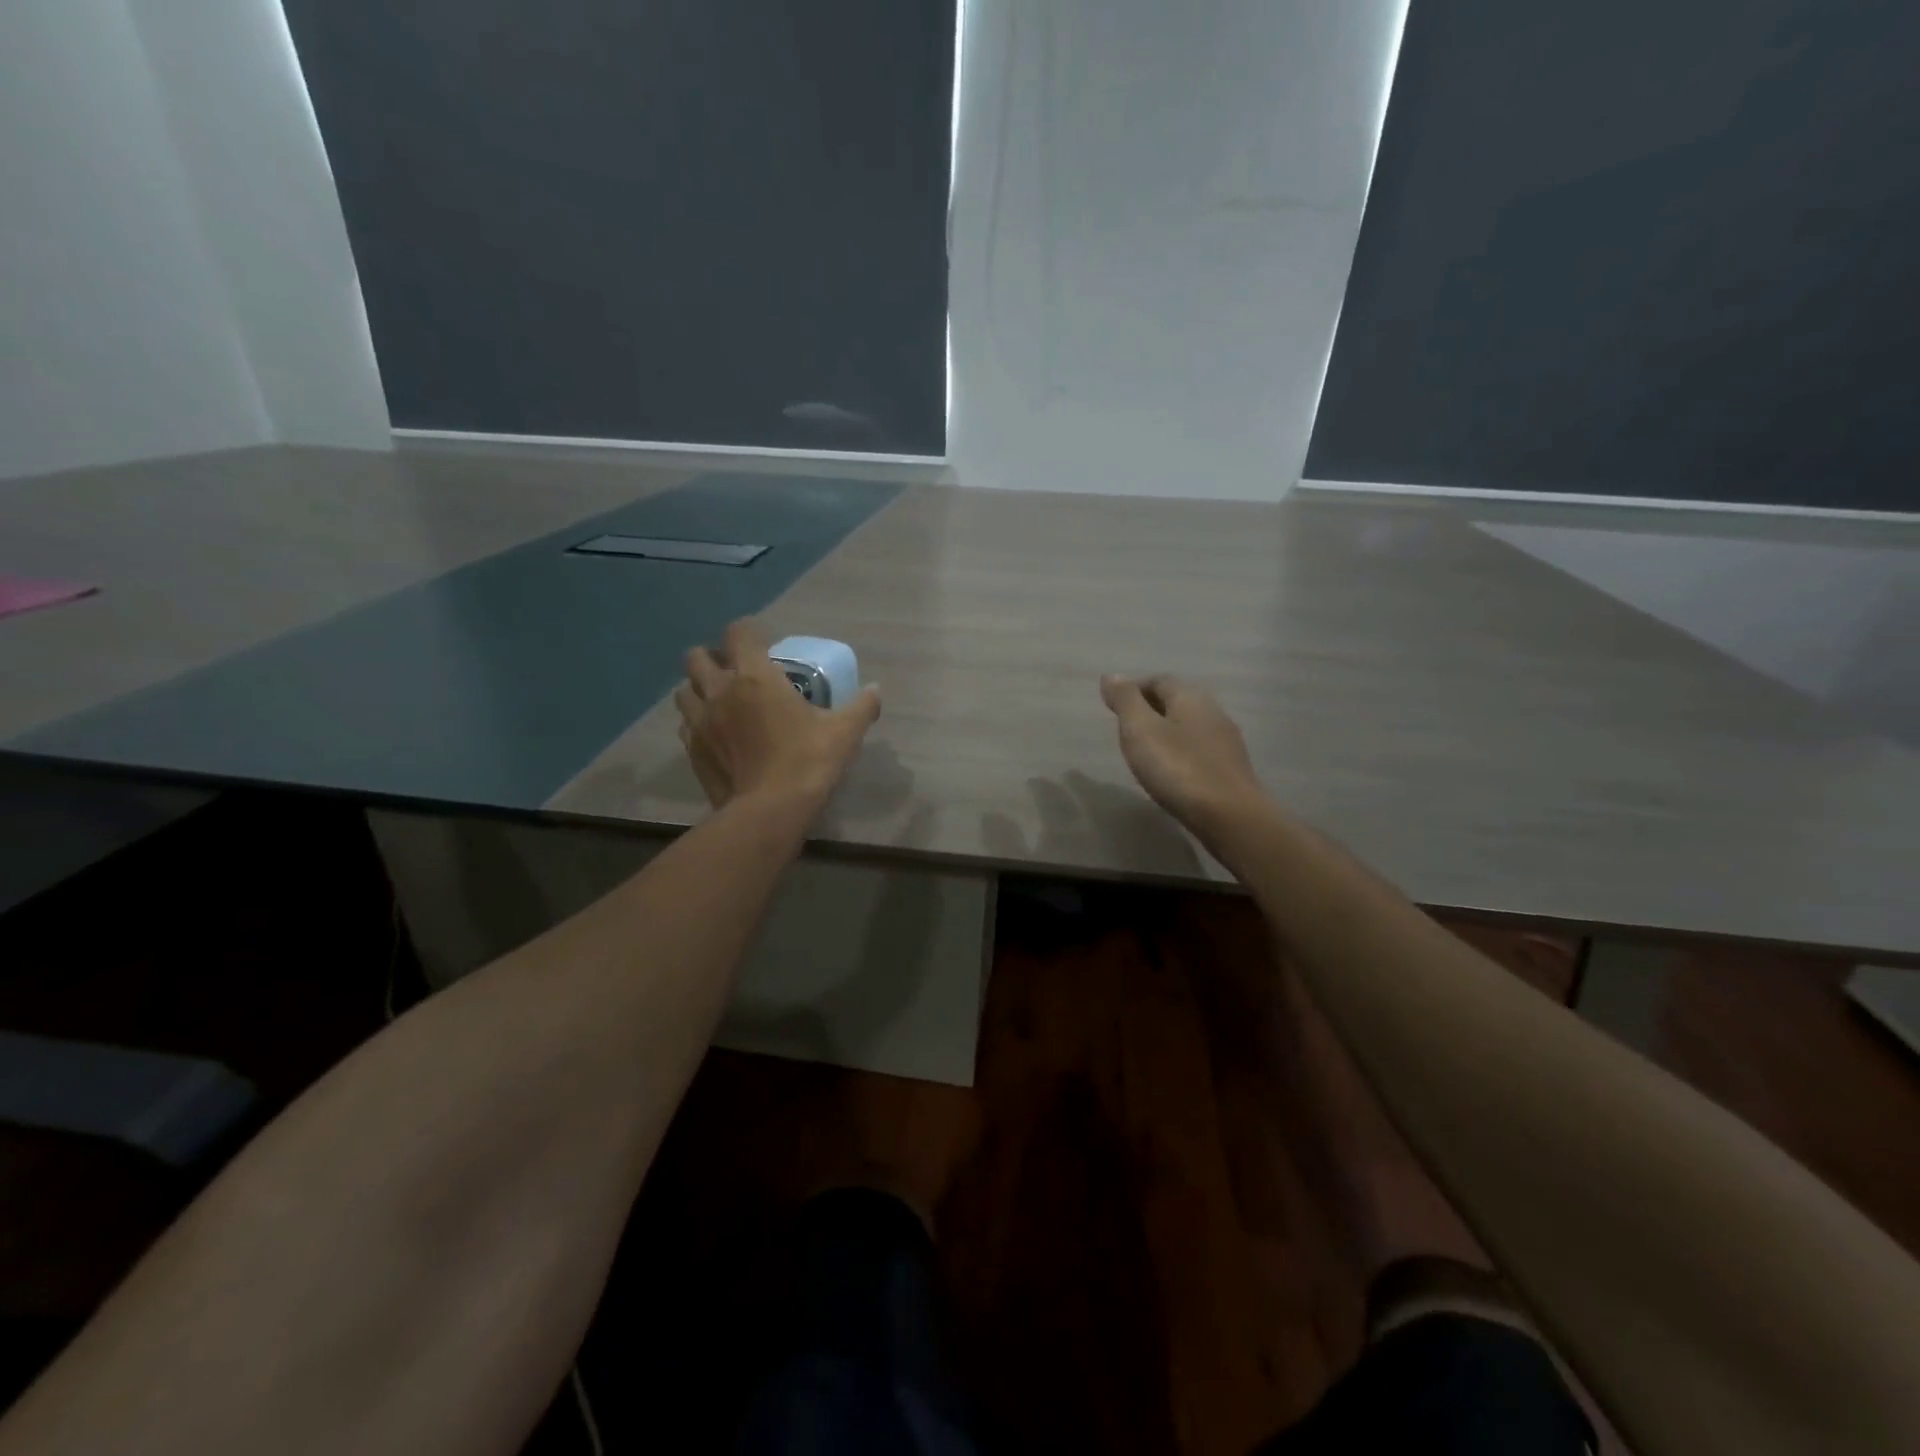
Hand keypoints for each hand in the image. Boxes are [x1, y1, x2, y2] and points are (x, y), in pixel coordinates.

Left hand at [676, 621, 881, 812]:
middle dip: (714, 657)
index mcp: (755, 677)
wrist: (770, 810)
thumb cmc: (808, 762)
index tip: (764, 643)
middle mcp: (720, 691)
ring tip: (720, 700)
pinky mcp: (691, 749)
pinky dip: (696, 721)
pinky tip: (715, 733)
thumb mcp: (845, 732)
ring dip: (698, 688)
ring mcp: (700, 721)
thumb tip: (876, 690)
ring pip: (684, 689)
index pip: (738, 633)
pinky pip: (686, 723)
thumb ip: (862, 706)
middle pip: (697, 656)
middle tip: (736, 672)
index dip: (749, 632)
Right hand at [1100, 675, 1266, 837]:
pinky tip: (1171, 771)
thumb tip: (1111, 675)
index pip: (1158, 680)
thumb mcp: (1140, 730)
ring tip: (1145, 751)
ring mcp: (1225, 740)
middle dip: (1150, 709)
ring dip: (1167, 732)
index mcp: (1190, 697)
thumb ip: (1125, 701)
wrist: (1230, 816)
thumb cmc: (1178, 769)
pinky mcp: (1231, 768)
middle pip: (1176, 701)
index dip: (1134, 689)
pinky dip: (1181, 752)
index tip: (1114, 708)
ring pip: (1189, 726)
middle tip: (1126, 729)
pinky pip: (1199, 749)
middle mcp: (1212, 711)